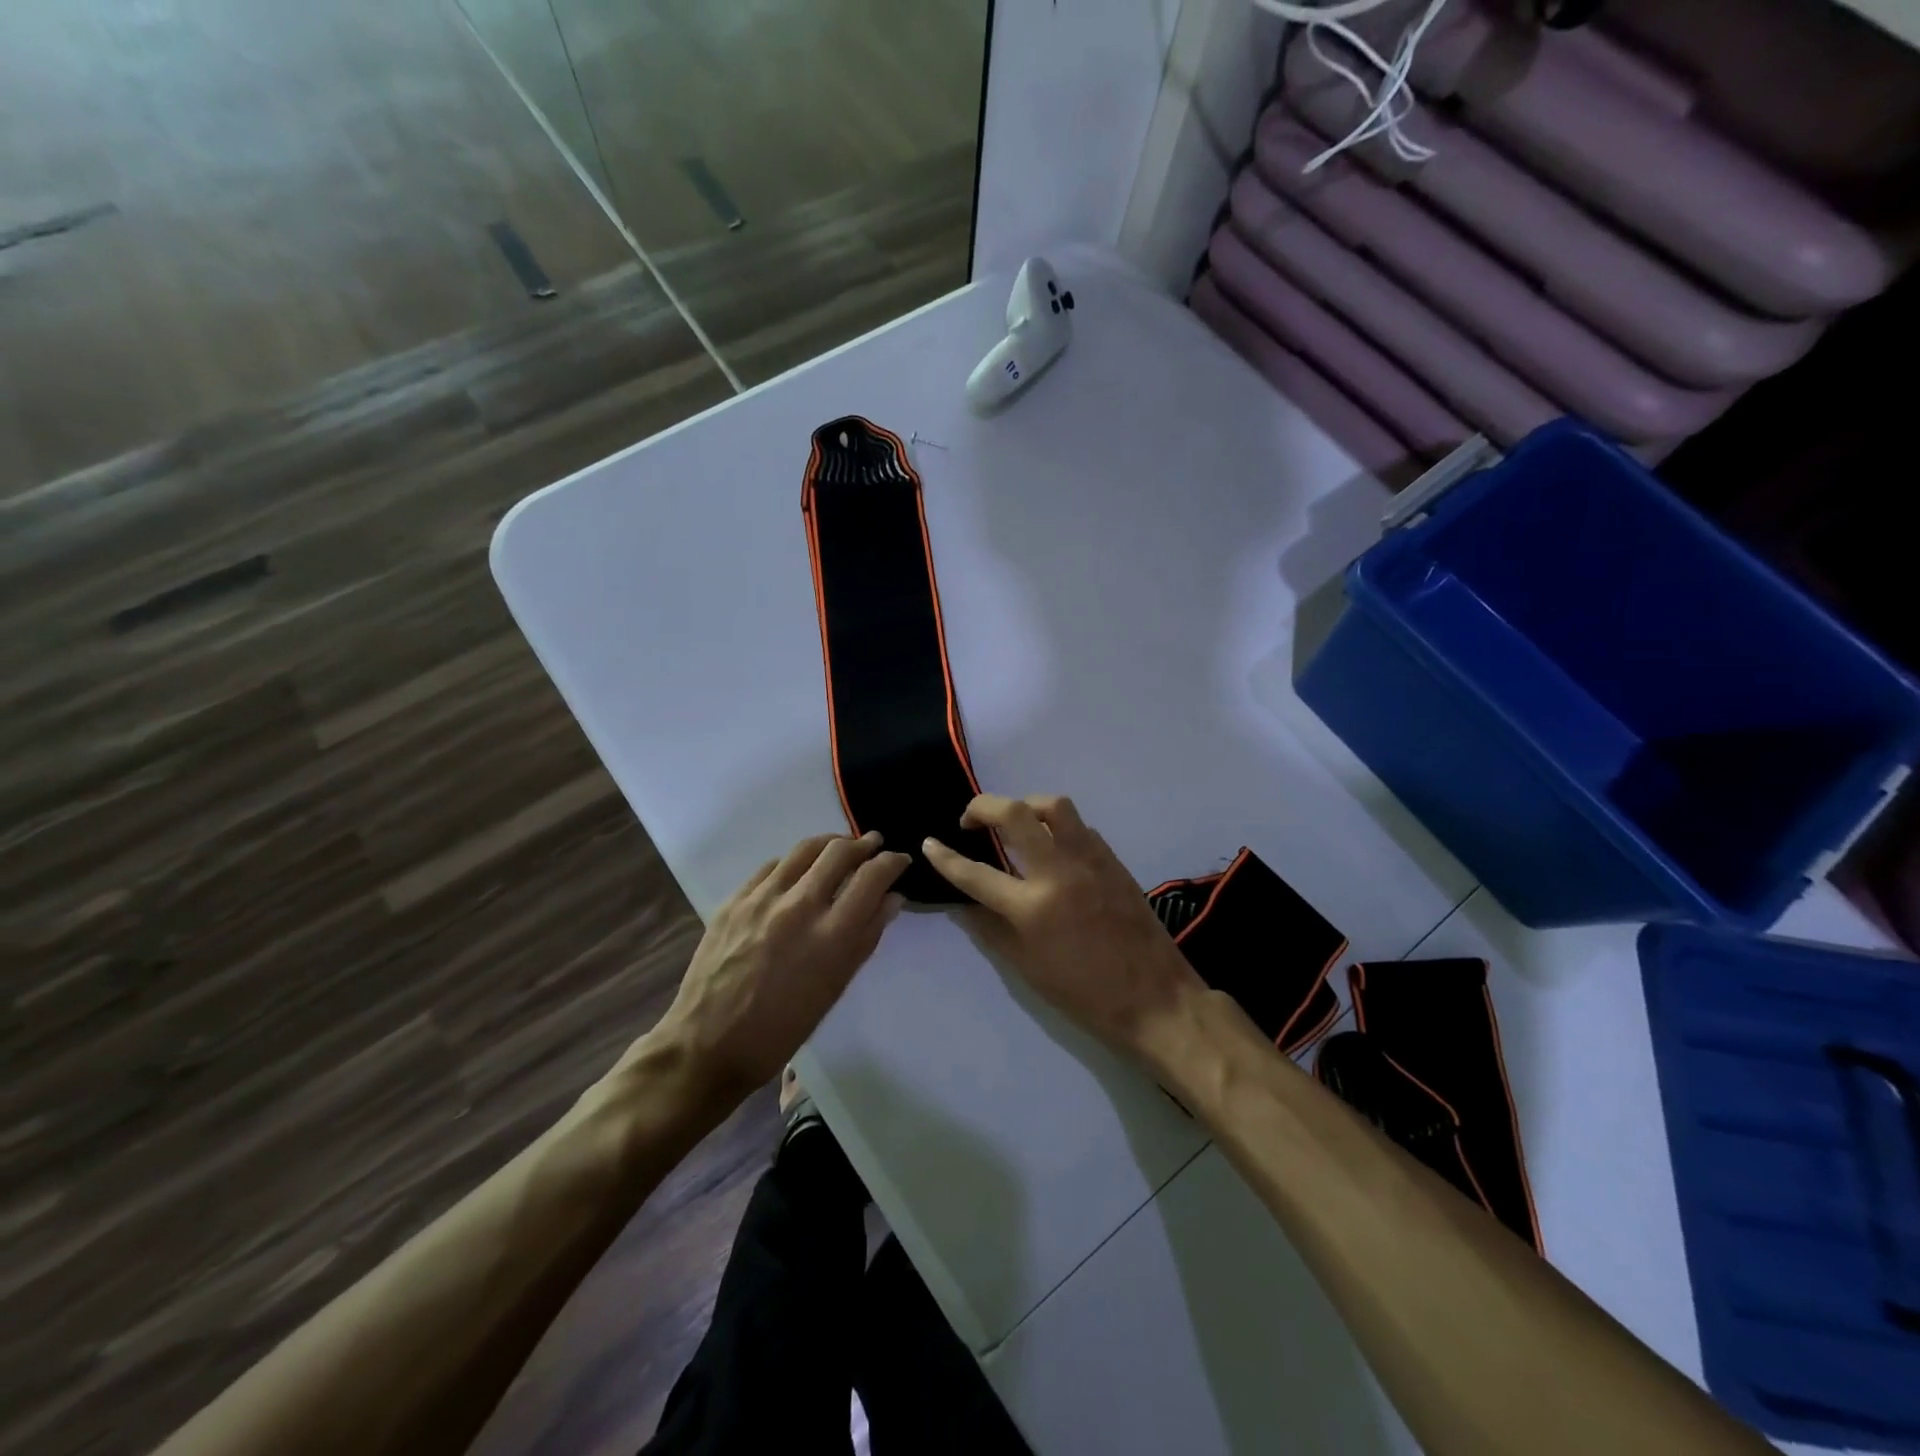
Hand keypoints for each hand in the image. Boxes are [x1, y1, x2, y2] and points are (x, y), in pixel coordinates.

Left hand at [644, 831, 910, 1103]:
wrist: (708, 1043)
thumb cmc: (782, 1028)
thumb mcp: (835, 988)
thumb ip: (866, 937)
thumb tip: (892, 898)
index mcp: (831, 935)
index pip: (872, 877)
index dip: (892, 862)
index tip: (899, 860)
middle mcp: (799, 906)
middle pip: (839, 852)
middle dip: (864, 844)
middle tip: (873, 845)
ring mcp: (762, 898)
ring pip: (805, 849)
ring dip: (830, 844)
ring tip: (840, 849)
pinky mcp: (734, 899)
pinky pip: (773, 866)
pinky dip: (795, 862)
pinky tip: (798, 872)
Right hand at [922, 795, 1204, 1058]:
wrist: (1155, 998)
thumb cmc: (1084, 994)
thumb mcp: (1027, 968)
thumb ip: (991, 929)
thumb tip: (963, 904)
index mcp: (1032, 908)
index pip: (976, 874)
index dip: (946, 858)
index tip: (930, 844)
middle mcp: (1059, 872)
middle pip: (1014, 814)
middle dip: (982, 806)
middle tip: (971, 819)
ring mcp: (1090, 860)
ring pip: (1054, 806)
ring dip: (1025, 805)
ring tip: (1014, 823)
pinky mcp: (1113, 859)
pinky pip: (1079, 826)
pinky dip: (1058, 826)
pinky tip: (1052, 846)